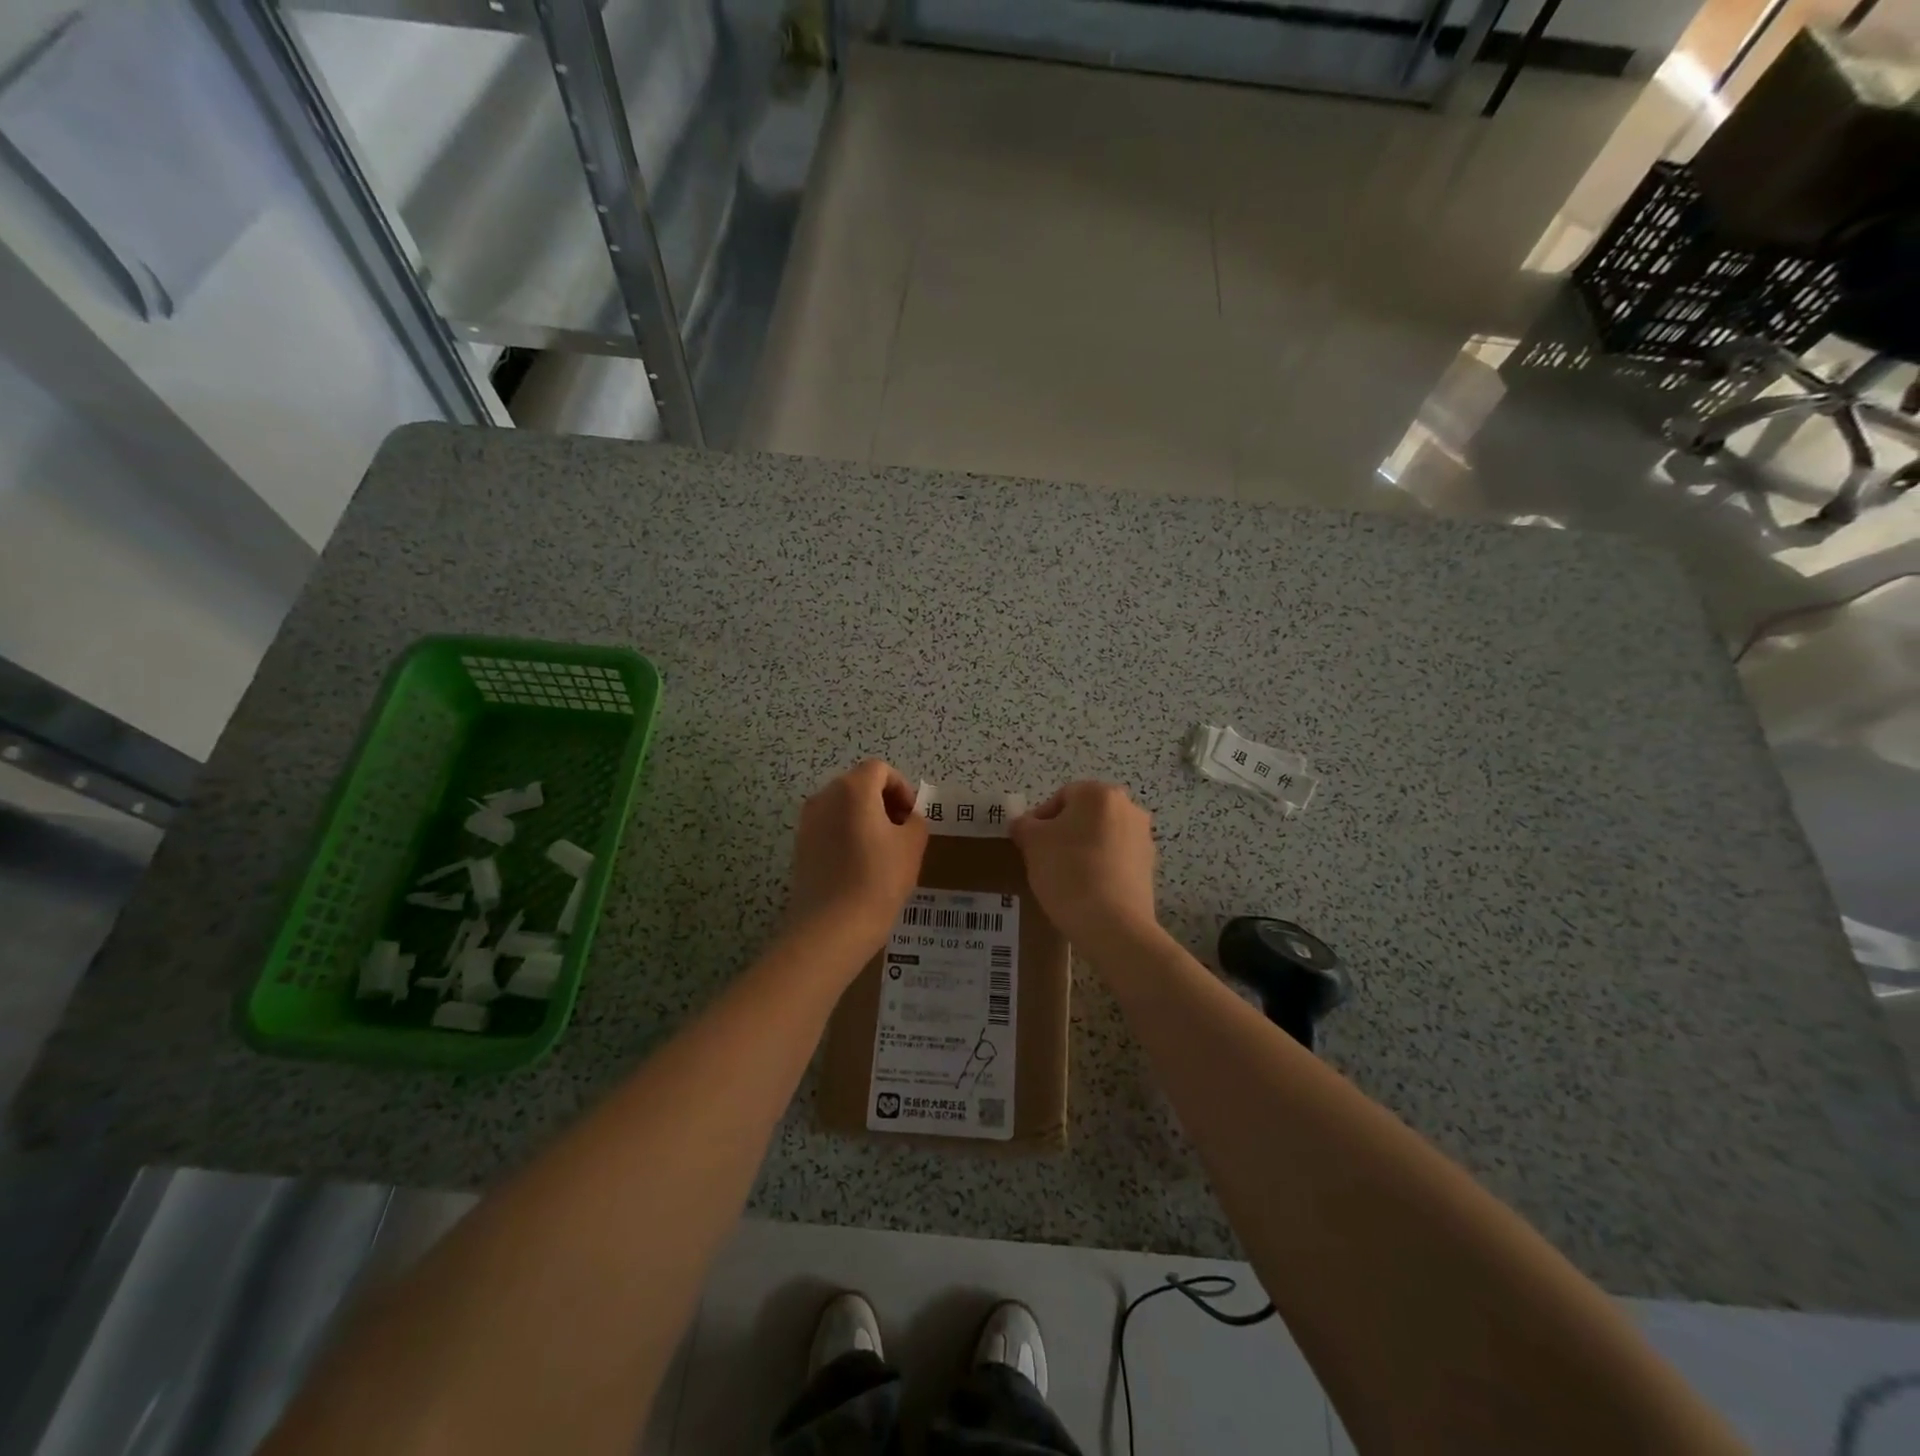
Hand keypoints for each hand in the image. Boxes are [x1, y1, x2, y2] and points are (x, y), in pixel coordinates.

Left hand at [784, 759, 928, 963]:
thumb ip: (915, 821)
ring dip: (865, 819)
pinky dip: (847, 836)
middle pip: (859, 785)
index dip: (901, 788)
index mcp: (853, 789)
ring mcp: (808, 822)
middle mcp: (824, 797)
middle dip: (883, 802)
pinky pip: (830, 829)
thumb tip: (905, 819)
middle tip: (901, 833)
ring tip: (882, 852)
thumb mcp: (912, 846)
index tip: (912, 817)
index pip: (880, 770)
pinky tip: (860, 867)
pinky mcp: (800, 847)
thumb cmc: (878, 879)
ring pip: (843, 808)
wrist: (831, 928)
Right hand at [1010, 781, 1158, 950]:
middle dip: (1063, 834)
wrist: (1112, 925)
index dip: (1040, 820)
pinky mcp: (1149, 867)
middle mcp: (1128, 808)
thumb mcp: (1032, 843)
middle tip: (1045, 859)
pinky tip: (1086, 890)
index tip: (1030, 845)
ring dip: (1083, 850)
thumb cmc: (1068, 872)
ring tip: (1065, 878)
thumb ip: (1024, 825)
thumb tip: (1025, 824)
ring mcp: (1143, 838)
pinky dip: (1100, 868)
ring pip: (1101, 837)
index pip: (1061, 797)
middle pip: (1084, 815)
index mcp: (1099, 793)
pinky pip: (1116, 859)